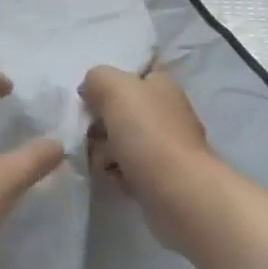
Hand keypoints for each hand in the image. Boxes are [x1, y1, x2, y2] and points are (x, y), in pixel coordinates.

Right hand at [82, 67, 220, 249]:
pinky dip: (118, 175)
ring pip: (120, 142)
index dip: (107, 85)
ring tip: (106, 163)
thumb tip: (89, 90)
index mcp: (161, 84)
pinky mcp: (161, 177)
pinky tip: (118, 180)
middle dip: (100, 124)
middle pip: (120, 111)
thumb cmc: (147, 133)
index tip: (91, 100)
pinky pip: (127, 169)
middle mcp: (166, 111)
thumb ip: (97, 78)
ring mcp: (165, 146)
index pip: (130, 75)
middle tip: (94, 135)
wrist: (178, 193)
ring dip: (104, 153)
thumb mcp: (114, 88)